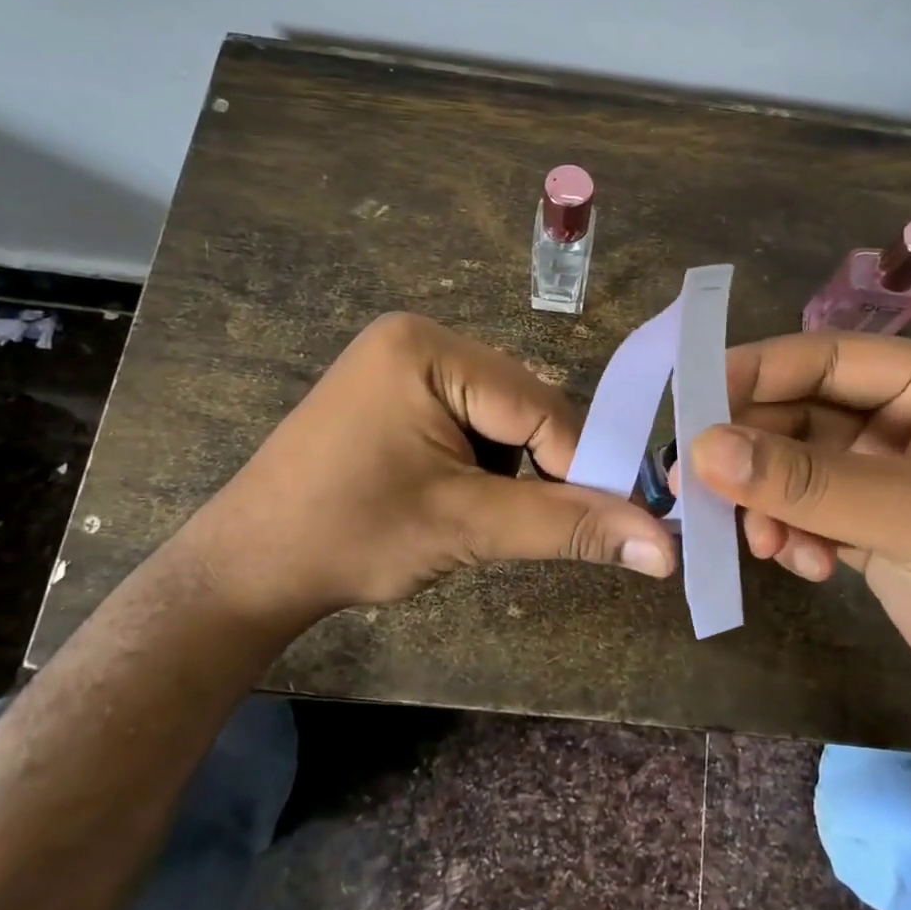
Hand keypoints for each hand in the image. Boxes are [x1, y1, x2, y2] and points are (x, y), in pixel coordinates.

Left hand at [169, 313, 677, 637]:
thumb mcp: (468, 528)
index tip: (606, 524)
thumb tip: (665, 549)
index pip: (540, 405)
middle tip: (530, 526)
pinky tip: (455, 497)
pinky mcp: (397, 391)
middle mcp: (421, 338)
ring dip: (512, 470)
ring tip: (480, 517)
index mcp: (431, 348)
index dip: (579, 466)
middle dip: (539, 469)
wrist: (245, 571)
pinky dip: (484, 464)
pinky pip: (472, 421)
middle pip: (525, 406)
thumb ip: (569, 528)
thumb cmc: (350, 537)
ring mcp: (405, 363)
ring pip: (505, 418)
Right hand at [685, 332, 910, 718]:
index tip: (690, 404)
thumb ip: (807, 481)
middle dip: (753, 453)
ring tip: (766, 546)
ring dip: (767, 502)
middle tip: (703, 489)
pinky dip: (788, 533)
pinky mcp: (861, 522)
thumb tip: (702, 449)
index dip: (754, 373)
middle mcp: (895, 417)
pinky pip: (798, 509)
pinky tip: (806, 566)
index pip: (821, 357)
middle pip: (795, 412)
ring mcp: (876, 472)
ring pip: (788, 465)